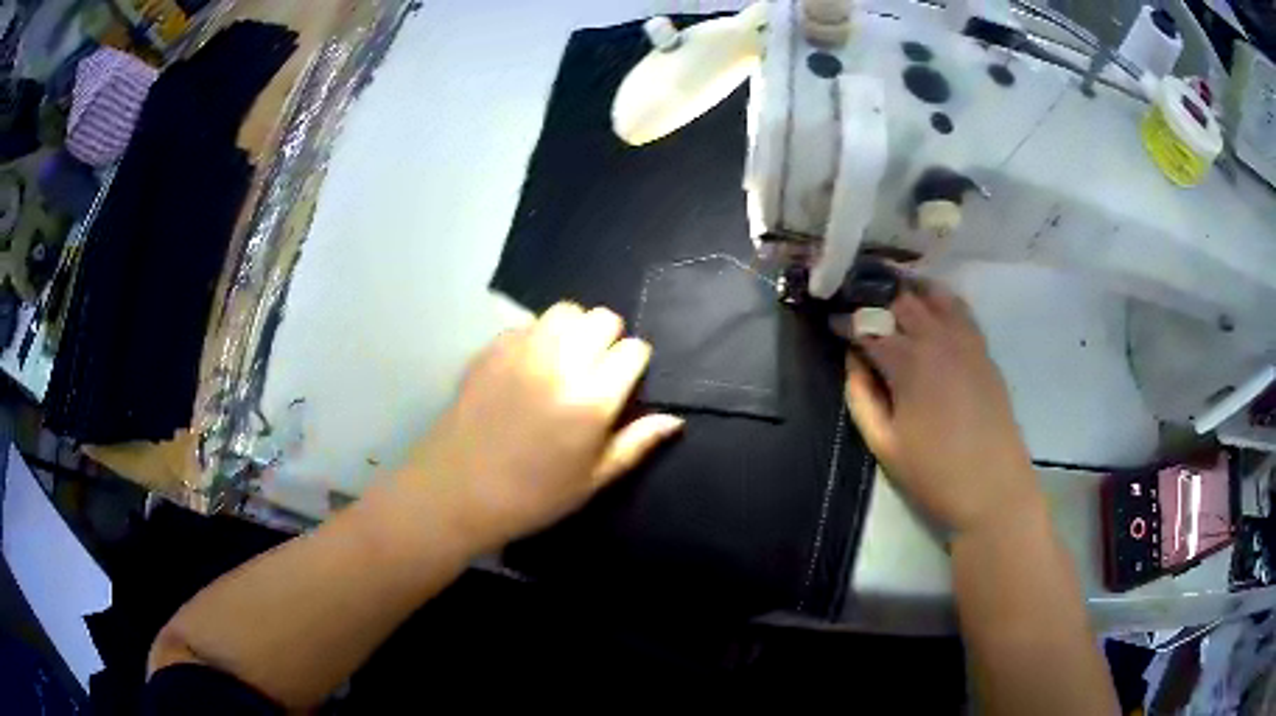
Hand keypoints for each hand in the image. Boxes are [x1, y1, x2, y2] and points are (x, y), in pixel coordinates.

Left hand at [401, 302, 683, 551]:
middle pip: (602, 319)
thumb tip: (673, 420)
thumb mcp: (592, 481)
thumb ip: (635, 444)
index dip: (634, 364)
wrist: (456, 491)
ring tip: (565, 359)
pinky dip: (537, 336)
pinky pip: (527, 324)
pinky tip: (529, 366)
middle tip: (596, 369)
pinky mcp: (492, 348)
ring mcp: (522, 351)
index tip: (625, 382)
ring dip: (574, 329)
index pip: (633, 350)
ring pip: (565, 311)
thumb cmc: (531, 496)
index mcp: (592, 399)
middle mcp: (560, 363)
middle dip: (609, 338)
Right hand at [841, 281, 1041, 534]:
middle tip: (856, 302)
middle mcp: (938, 339)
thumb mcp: (884, 444)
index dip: (845, 321)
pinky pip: (960, 310)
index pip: (868, 326)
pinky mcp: (984, 351)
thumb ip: (861, 396)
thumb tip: (853, 360)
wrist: (993, 489)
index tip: (831, 323)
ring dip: (908, 290)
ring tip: (890, 294)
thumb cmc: (934, 474)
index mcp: (909, 363)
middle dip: (874, 296)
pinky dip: (940, 300)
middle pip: (901, 299)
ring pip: (934, 295)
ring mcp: (966, 341)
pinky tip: (930, 309)